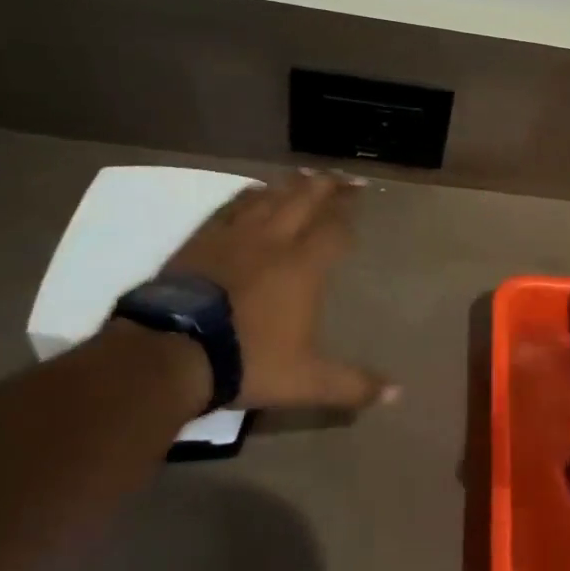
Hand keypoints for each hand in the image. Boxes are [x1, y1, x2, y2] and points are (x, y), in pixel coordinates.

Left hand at [163, 171, 397, 411]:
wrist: (171, 354)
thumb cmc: (247, 361)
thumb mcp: (306, 382)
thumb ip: (352, 385)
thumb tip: (398, 395)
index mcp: (303, 266)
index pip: (334, 228)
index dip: (348, 212)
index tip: (360, 200)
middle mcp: (274, 241)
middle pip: (306, 200)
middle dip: (328, 186)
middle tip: (343, 176)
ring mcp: (235, 237)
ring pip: (271, 197)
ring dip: (292, 184)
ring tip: (307, 175)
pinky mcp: (202, 240)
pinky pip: (231, 207)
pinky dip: (249, 195)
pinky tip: (254, 192)